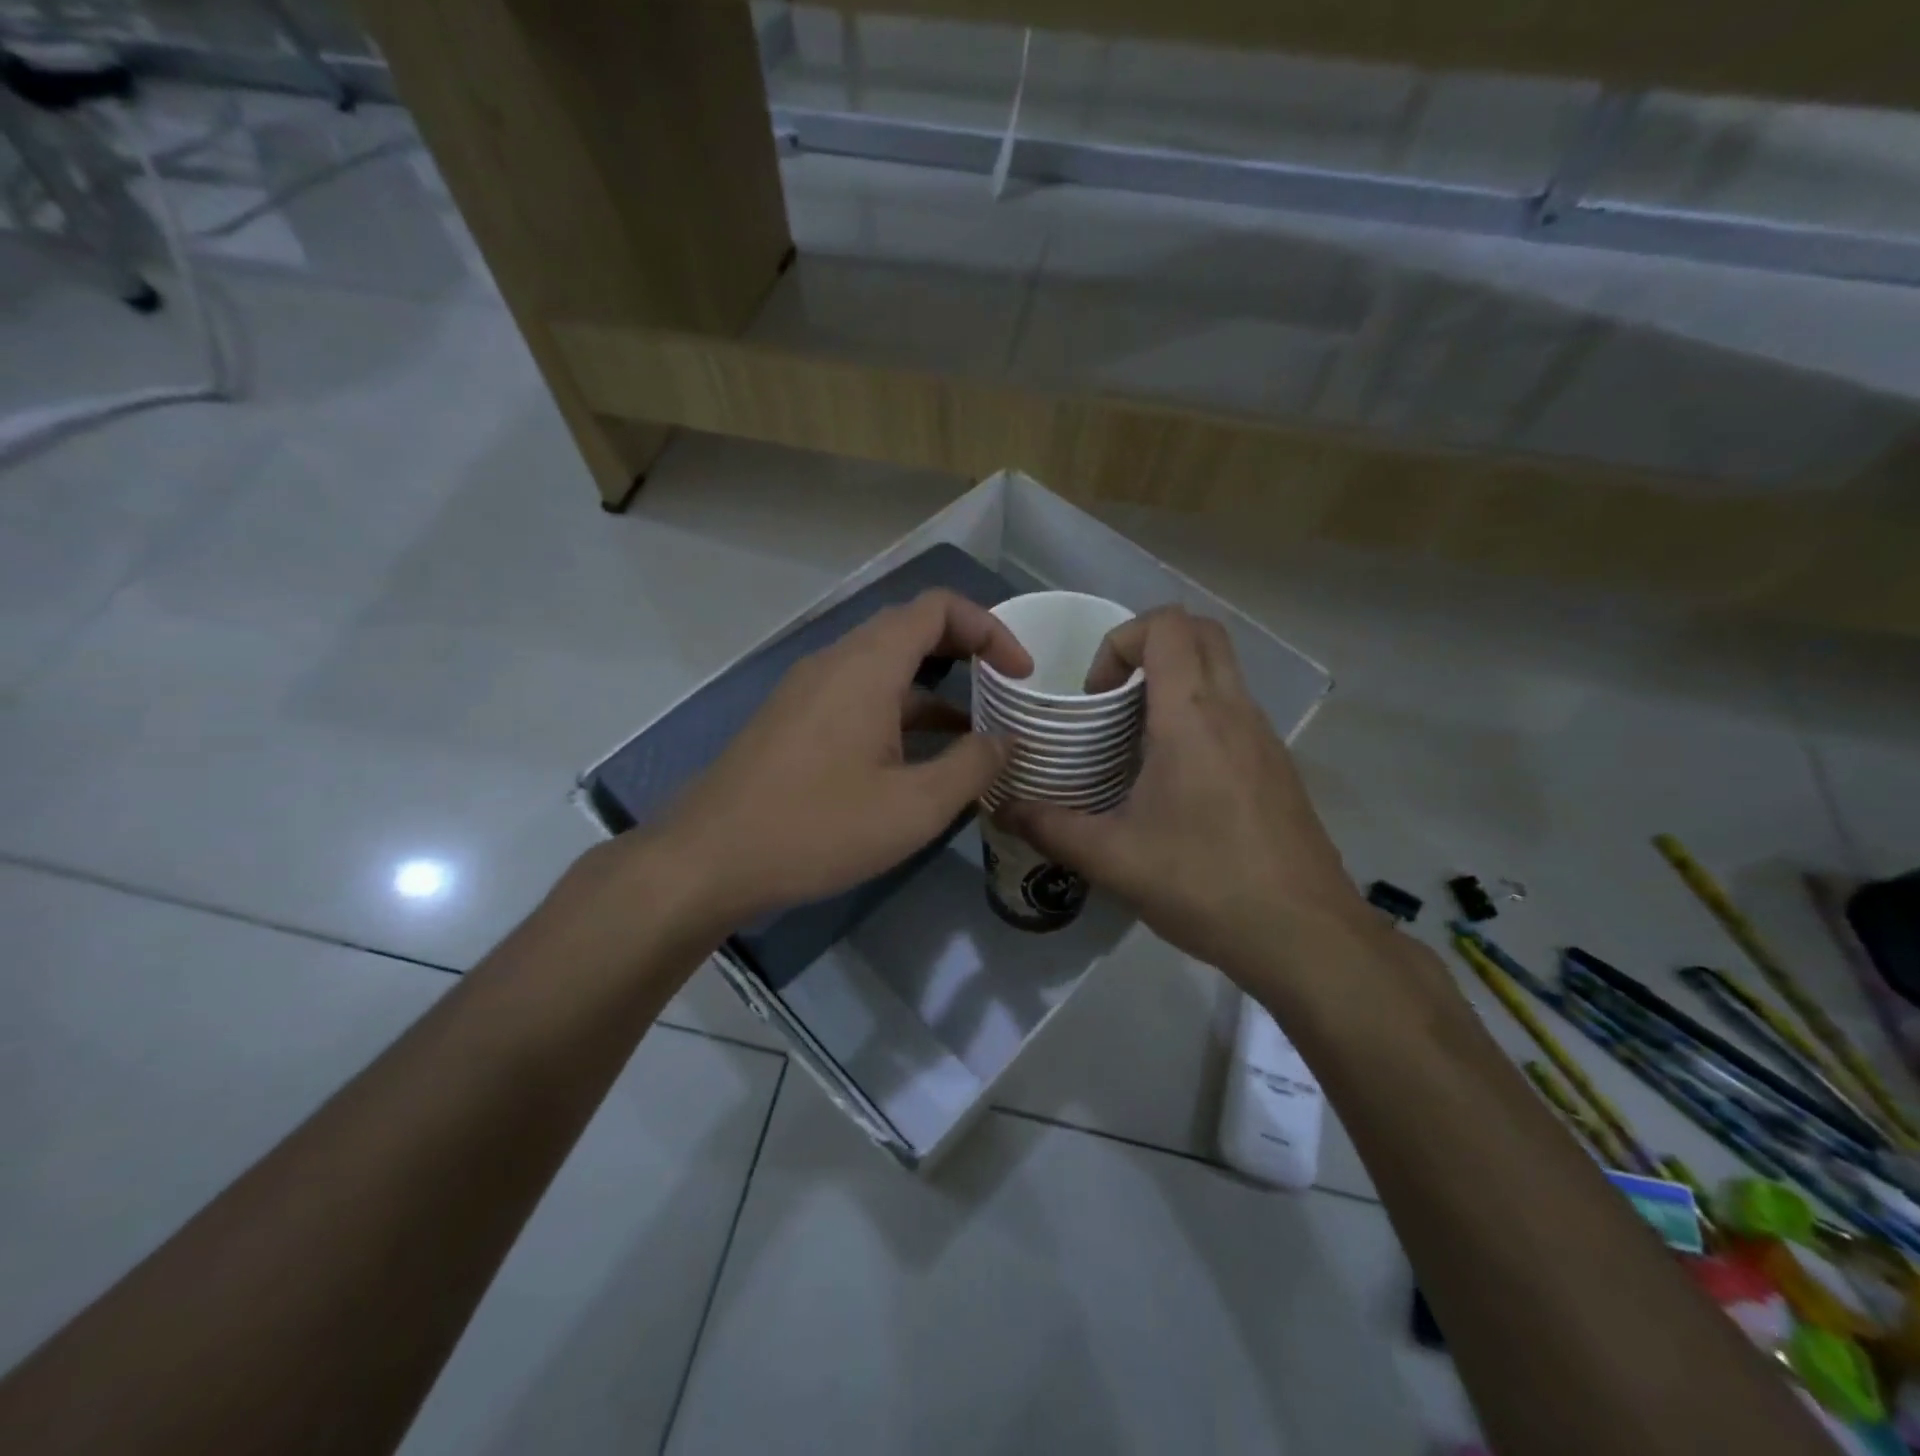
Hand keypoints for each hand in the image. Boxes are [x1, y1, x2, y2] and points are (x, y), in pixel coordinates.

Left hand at [655, 589, 1031, 927]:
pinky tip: (915, 761)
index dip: (990, 628)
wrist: (707, 860)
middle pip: (910, 630)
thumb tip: (1004, 741)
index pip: (938, 608)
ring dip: (932, 690)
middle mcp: (835, 662)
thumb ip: (971, 766)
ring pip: (883, 668)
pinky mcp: (792, 721)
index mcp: (867, 666)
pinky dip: (897, 713)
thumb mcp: (913, 807)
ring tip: (973, 735)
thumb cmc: (817, 828)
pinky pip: (857, 697)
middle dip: (965, 652)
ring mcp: (807, 691)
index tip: (1021, 673)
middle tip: (1004, 689)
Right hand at [1002, 607, 1381, 989]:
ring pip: (1223, 670)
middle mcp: (1235, 711)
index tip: (1094, 695)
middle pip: (1201, 632)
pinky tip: (1175, 781)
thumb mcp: (1113, 860)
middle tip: (1112, 699)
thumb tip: (1002, 809)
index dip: (1119, 641)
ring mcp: (1264, 738)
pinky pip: (1235, 711)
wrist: (1305, 937)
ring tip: (1135, 740)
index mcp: (1193, 717)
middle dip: (1148, 646)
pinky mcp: (1278, 767)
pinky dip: (1199, 714)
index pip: (1167, 626)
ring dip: (1176, 682)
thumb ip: (1050, 827)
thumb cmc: (1205, 884)